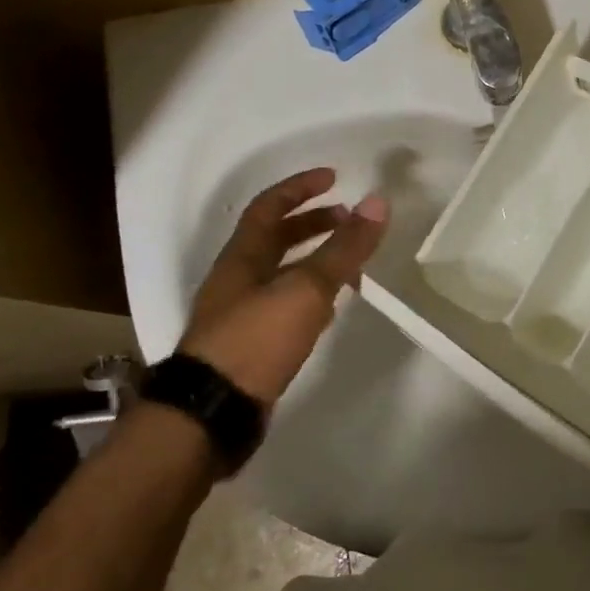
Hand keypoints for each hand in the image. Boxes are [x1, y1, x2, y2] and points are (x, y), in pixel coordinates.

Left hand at [179, 167, 388, 407]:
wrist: (212, 413)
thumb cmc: (256, 339)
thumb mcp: (306, 288)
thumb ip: (344, 248)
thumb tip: (377, 202)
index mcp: (242, 257)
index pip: (269, 207)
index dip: (301, 188)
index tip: (334, 177)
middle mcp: (237, 280)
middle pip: (274, 239)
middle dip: (312, 223)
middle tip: (348, 220)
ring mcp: (241, 314)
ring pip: (281, 273)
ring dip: (313, 260)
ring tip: (349, 262)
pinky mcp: (250, 345)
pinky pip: (284, 304)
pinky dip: (310, 295)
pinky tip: (330, 309)